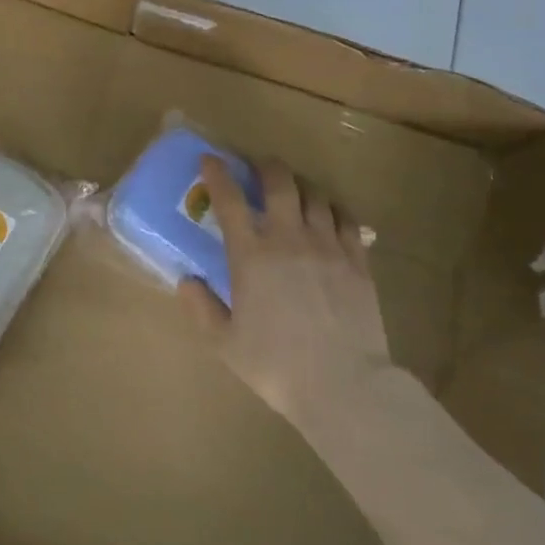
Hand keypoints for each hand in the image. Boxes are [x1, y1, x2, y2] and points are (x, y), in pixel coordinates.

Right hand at [180, 156, 391, 430]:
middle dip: (266, 166)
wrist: (344, 385)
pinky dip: (333, 209)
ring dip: (300, 186)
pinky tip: (329, 216)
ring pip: (315, 195)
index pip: (230, 200)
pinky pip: (346, 219)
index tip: (210, 159)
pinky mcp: (357, 260)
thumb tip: (186, 281)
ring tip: (294, 191)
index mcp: (251, 256)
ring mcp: (328, 246)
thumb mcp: (225, 343)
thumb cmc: (276, 366)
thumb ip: (202, 308)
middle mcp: (289, 239)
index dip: (218, 174)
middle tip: (258, 167)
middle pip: (280, 182)